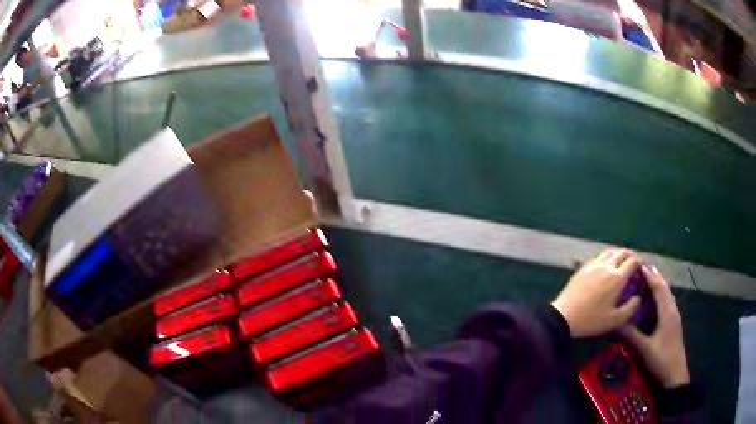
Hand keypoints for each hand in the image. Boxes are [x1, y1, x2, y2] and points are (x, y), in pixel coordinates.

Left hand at [552, 249, 640, 337]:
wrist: (563, 316)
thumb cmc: (591, 320)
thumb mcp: (614, 320)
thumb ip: (630, 309)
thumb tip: (637, 298)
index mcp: (617, 277)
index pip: (632, 261)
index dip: (639, 262)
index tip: (642, 267)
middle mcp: (606, 266)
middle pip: (621, 252)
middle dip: (630, 255)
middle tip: (633, 263)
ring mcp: (593, 265)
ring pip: (609, 252)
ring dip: (617, 254)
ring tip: (620, 262)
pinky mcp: (582, 268)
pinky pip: (598, 257)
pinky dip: (605, 258)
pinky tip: (604, 266)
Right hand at [621, 266, 689, 388]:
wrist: (675, 373)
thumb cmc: (661, 359)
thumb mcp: (645, 349)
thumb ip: (632, 335)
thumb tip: (617, 322)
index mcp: (667, 312)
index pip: (659, 289)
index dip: (650, 276)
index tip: (640, 266)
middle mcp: (672, 310)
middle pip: (665, 288)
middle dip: (656, 276)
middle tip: (643, 268)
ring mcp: (675, 316)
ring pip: (668, 294)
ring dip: (660, 284)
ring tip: (650, 278)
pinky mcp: (674, 323)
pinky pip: (668, 301)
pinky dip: (662, 294)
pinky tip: (657, 298)